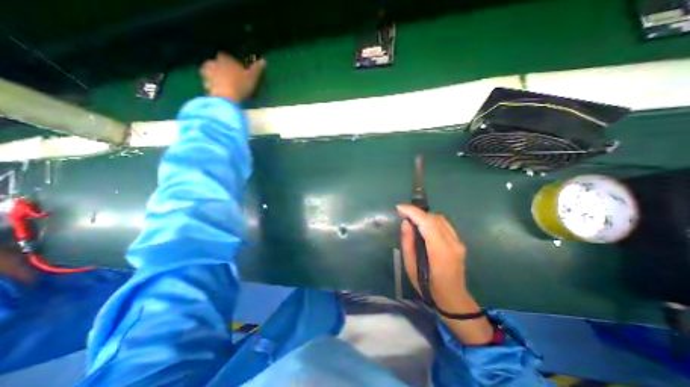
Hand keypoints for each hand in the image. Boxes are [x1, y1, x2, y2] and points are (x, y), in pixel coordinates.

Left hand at [199, 54, 266, 103]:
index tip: (234, 68)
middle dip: (219, 67)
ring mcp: (208, 73)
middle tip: (226, 76)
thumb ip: (257, 69)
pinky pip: (207, 83)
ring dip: (212, 76)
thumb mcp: (252, 77)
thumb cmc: (241, 85)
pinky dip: (210, 85)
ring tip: (220, 84)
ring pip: (208, 72)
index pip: (225, 56)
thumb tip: (264, 61)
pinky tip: (216, 91)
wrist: (226, 97)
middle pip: (214, 63)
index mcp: (226, 59)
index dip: (229, 62)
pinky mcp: (205, 84)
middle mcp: (214, 63)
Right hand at [400, 206, 468, 311]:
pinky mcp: (459, 242)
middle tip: (403, 214)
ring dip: (424, 216)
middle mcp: (452, 243)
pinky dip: (431, 221)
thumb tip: (406, 223)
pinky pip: (444, 224)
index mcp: (440, 251)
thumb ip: (408, 243)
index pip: (427, 223)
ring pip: (440, 219)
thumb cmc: (428, 286)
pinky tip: (423, 226)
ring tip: (412, 220)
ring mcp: (458, 242)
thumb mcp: (411, 267)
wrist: (453, 298)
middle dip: (417, 212)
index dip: (413, 212)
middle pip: (434, 218)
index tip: (399, 208)